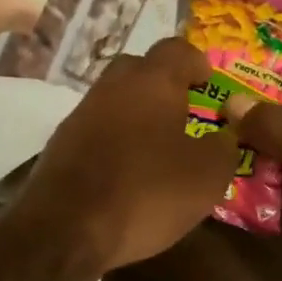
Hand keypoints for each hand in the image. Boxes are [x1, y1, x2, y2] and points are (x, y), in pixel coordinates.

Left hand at [20, 39, 239, 272]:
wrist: (65, 230)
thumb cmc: (146, 194)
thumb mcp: (206, 177)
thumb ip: (223, 148)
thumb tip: (223, 136)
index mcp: (150, 82)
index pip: (177, 50)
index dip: (197, 63)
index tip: (209, 83)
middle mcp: (110, 88)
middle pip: (139, 71)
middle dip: (162, 86)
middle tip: (183, 114)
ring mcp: (78, 117)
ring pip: (113, 103)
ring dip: (135, 117)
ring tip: (156, 148)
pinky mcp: (58, 148)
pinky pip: (95, 132)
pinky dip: (113, 143)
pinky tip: (124, 172)